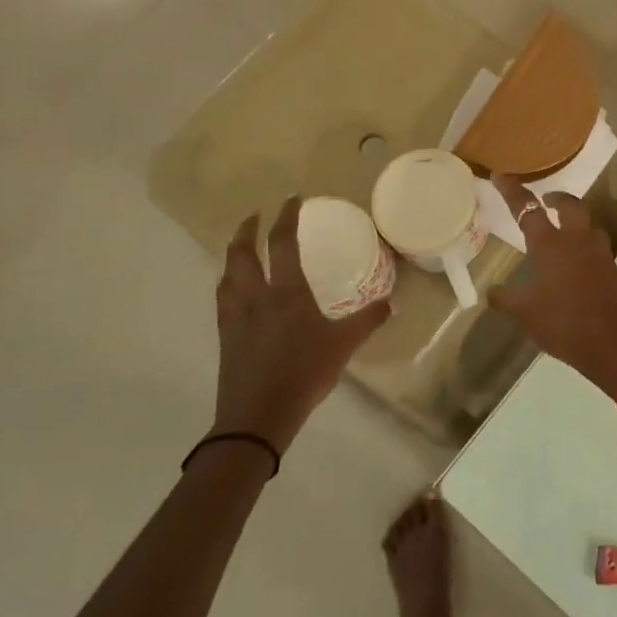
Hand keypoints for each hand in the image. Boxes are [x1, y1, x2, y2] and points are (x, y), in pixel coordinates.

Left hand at [213, 197, 390, 452]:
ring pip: (227, 275)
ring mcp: (236, 318)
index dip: (286, 216)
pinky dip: (228, 283)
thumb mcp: (344, 345)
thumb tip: (392, 302)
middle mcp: (256, 297)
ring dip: (232, 255)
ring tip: (240, 249)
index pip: (282, 242)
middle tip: (254, 217)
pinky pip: (223, 299)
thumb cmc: (304, 373)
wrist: (257, 417)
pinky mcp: (226, 338)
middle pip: (242, 253)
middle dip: (246, 230)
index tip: (292, 199)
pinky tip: (235, 292)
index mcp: (286, 292)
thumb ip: (368, 320)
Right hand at [485, 176, 616, 397]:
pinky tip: (576, 260)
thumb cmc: (564, 324)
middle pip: (569, 205)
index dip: (512, 191)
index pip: (527, 209)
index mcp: (550, 245)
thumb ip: (506, 299)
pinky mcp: (613, 268)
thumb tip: (491, 291)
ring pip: (588, 222)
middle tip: (545, 200)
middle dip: (556, 197)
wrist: (616, 344)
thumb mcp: (526, 314)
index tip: (499, 176)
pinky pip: (596, 245)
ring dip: (575, 218)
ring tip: (562, 228)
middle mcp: (576, 240)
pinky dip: (585, 242)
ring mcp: (599, 253)